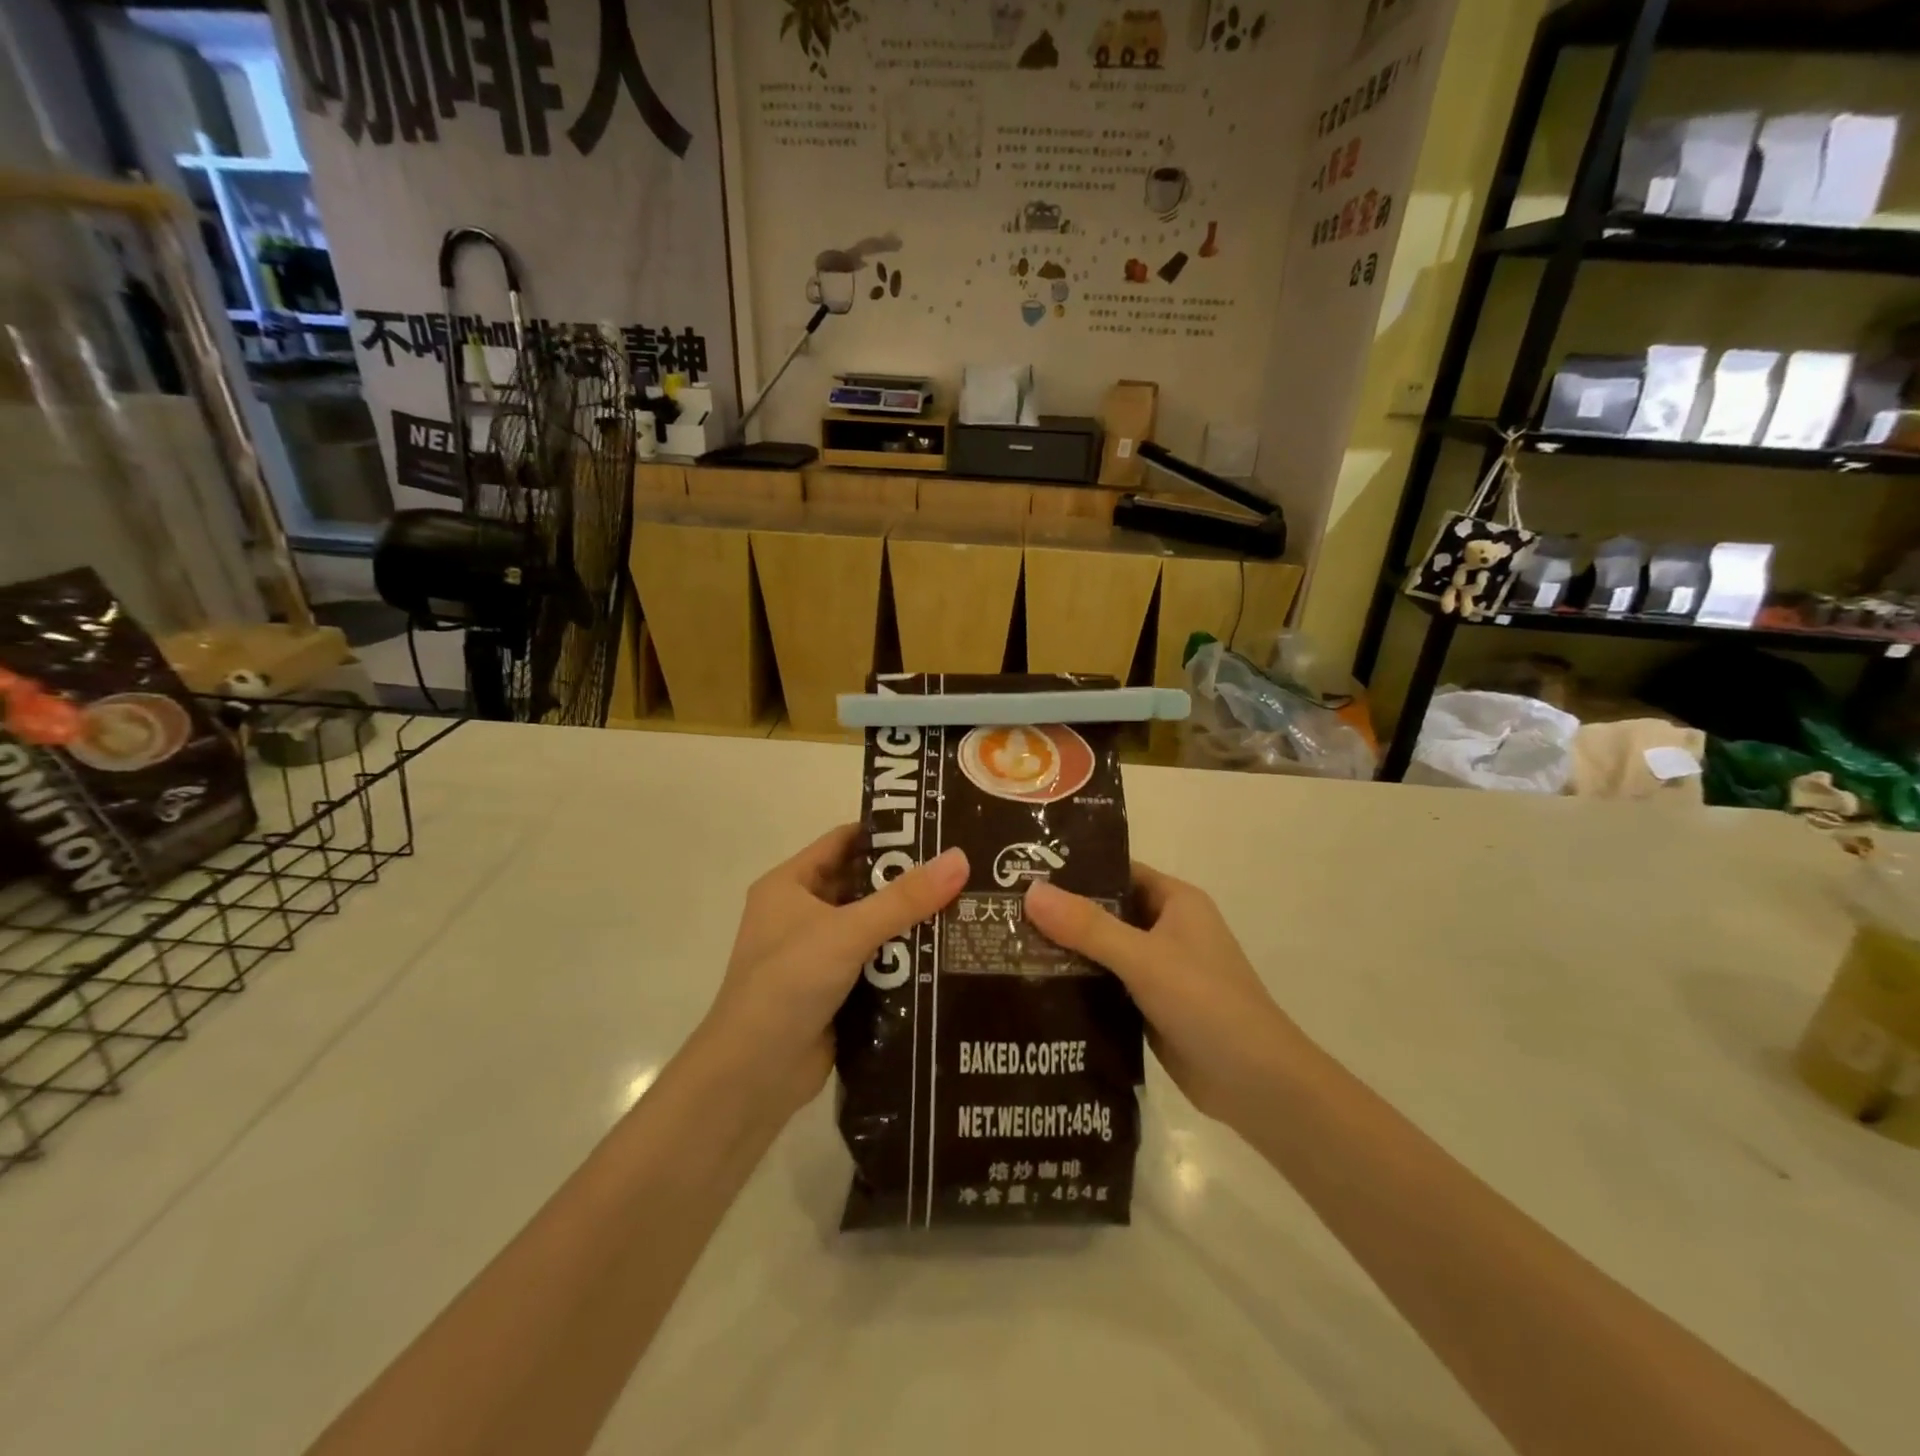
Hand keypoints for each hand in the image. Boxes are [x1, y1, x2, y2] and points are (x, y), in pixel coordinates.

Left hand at [698, 825, 967, 1118]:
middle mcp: (801, 914)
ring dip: (911, 923)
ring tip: (968, 908)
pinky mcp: (834, 991)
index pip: (844, 842)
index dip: (888, 833)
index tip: (938, 830)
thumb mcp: (846, 932)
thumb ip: (904, 898)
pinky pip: (876, 964)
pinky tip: (947, 955)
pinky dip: (905, 960)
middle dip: (908, 881)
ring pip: (873, 927)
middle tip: (964, 872)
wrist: (751, 1077)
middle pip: (863, 885)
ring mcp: (817, 955)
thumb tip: (960, 858)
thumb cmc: (787, 985)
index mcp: (790, 885)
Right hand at [1024, 863, 1304, 1125]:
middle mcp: (1167, 929)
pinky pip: (1106, 985)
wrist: (1258, 1086)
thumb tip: (1030, 892)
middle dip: (1061, 913)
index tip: (1023, 871)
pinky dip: (1078, 984)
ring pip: (1103, 951)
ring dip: (1066, 951)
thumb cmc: (1208, 1004)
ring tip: (1006, 945)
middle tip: (1002, 911)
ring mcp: (1159, 971)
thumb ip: (1088, 927)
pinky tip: (1035, 988)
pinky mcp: (1150, 1007)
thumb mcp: (1144, 959)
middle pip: (1106, 912)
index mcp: (1176, 902)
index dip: (1075, 870)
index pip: (1117, 871)